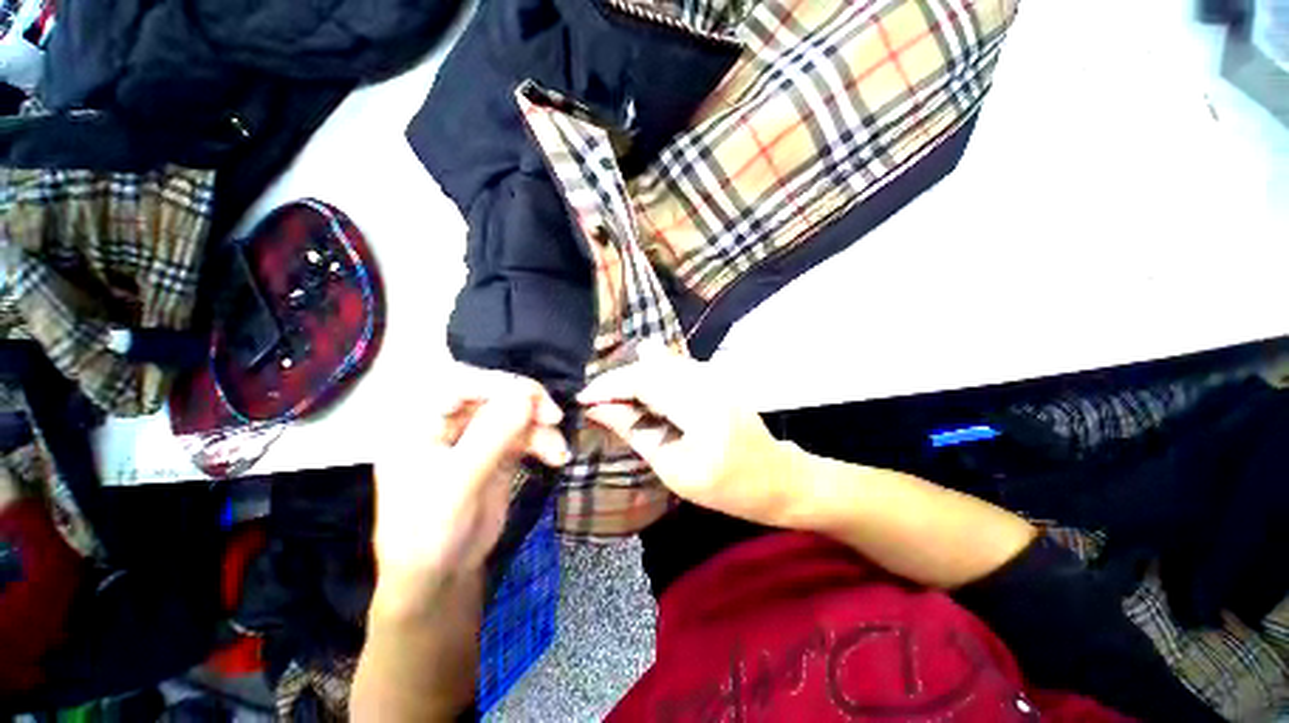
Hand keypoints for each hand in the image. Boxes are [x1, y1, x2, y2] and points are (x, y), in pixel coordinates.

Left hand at [372, 364, 568, 611]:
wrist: (440, 577)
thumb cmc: (430, 532)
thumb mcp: (458, 483)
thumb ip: (492, 436)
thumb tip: (526, 395)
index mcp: (421, 423)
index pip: (460, 384)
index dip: (499, 384)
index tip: (534, 397)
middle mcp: (448, 423)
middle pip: (494, 395)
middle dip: (527, 404)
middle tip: (554, 418)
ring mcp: (475, 438)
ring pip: (515, 415)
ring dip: (540, 429)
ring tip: (558, 451)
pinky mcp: (498, 453)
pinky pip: (525, 435)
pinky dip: (543, 442)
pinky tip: (557, 457)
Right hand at [578, 344, 801, 526]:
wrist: (778, 478)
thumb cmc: (728, 487)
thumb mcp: (674, 469)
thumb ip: (636, 432)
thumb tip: (599, 410)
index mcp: (699, 405)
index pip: (642, 380)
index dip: (608, 387)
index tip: (582, 400)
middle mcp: (706, 378)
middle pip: (648, 367)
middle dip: (617, 382)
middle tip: (595, 403)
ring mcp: (713, 374)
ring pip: (659, 365)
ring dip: (632, 380)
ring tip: (613, 401)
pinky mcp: (713, 376)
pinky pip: (673, 369)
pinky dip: (650, 380)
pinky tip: (640, 395)